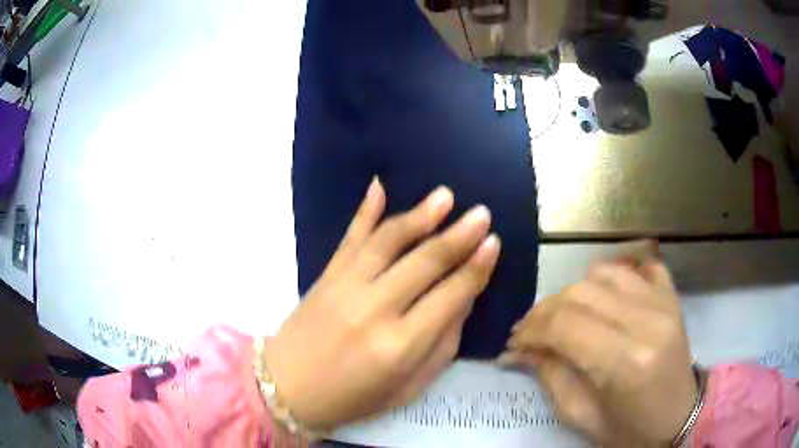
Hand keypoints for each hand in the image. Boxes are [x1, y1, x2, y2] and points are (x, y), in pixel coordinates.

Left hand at [266, 179, 499, 429]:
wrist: (288, 388)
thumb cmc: (353, 397)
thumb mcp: (408, 387)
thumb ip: (441, 345)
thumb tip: (462, 299)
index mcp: (400, 346)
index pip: (450, 296)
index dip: (476, 268)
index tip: (493, 243)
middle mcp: (374, 309)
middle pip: (425, 262)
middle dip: (458, 236)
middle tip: (481, 213)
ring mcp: (345, 287)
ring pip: (388, 241)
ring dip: (420, 215)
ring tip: (445, 195)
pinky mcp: (325, 276)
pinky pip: (349, 237)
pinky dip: (365, 211)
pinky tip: (379, 186)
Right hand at [503, 260, 696, 445]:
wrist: (678, 418)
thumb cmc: (629, 430)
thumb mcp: (581, 416)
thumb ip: (550, 376)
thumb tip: (517, 350)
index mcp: (625, 362)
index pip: (564, 326)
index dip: (531, 329)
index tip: (514, 342)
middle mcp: (647, 321)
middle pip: (580, 294)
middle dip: (545, 311)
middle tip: (531, 332)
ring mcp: (663, 302)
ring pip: (603, 273)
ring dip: (574, 292)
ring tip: (564, 316)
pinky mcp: (671, 295)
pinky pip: (636, 266)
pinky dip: (613, 275)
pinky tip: (603, 295)